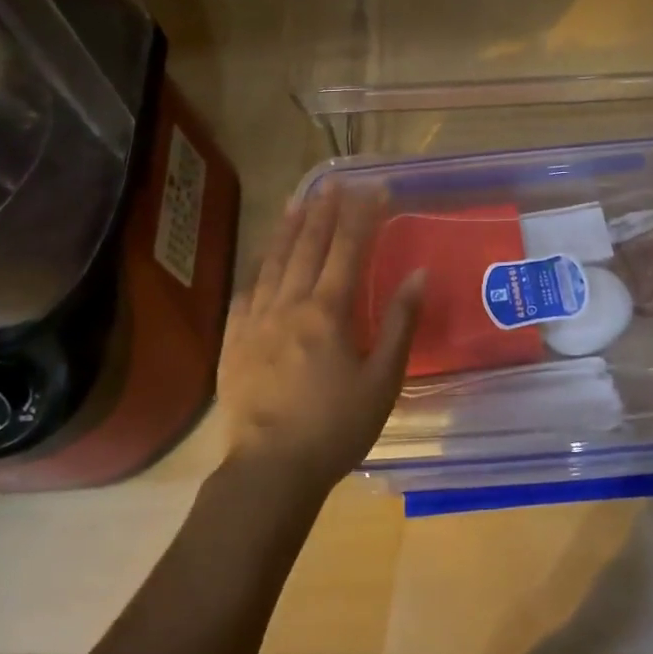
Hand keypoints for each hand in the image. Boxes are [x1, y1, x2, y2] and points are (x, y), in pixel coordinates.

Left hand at [215, 183, 422, 500]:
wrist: (270, 470)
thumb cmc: (335, 428)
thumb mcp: (382, 380)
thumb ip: (399, 323)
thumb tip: (418, 274)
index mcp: (328, 312)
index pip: (348, 249)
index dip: (362, 215)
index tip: (375, 188)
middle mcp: (289, 305)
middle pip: (309, 247)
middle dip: (325, 211)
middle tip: (335, 182)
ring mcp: (256, 321)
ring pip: (274, 262)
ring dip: (289, 228)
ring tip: (299, 201)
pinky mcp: (234, 341)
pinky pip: (246, 293)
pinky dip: (259, 268)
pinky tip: (262, 259)